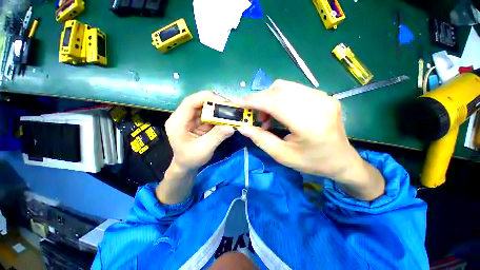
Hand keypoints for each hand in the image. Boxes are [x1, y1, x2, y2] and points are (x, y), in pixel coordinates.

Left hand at [157, 91, 234, 203]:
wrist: (186, 165)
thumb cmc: (191, 159)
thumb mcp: (204, 149)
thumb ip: (217, 136)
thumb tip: (232, 126)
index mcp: (177, 122)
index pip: (190, 102)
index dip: (207, 98)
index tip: (224, 101)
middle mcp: (182, 117)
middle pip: (198, 102)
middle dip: (215, 102)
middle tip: (230, 105)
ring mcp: (189, 118)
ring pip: (204, 107)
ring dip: (217, 108)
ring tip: (230, 110)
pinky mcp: (196, 121)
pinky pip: (208, 114)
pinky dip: (217, 115)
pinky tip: (226, 117)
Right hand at [237, 80, 384, 199]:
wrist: (342, 160)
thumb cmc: (312, 162)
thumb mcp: (282, 155)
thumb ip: (261, 139)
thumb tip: (243, 127)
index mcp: (309, 123)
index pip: (275, 102)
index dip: (254, 101)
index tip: (239, 103)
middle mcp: (318, 103)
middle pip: (278, 91)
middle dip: (260, 100)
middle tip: (254, 115)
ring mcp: (323, 96)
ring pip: (285, 87)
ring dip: (269, 98)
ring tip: (267, 116)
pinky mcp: (323, 95)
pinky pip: (294, 89)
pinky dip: (280, 97)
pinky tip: (279, 111)